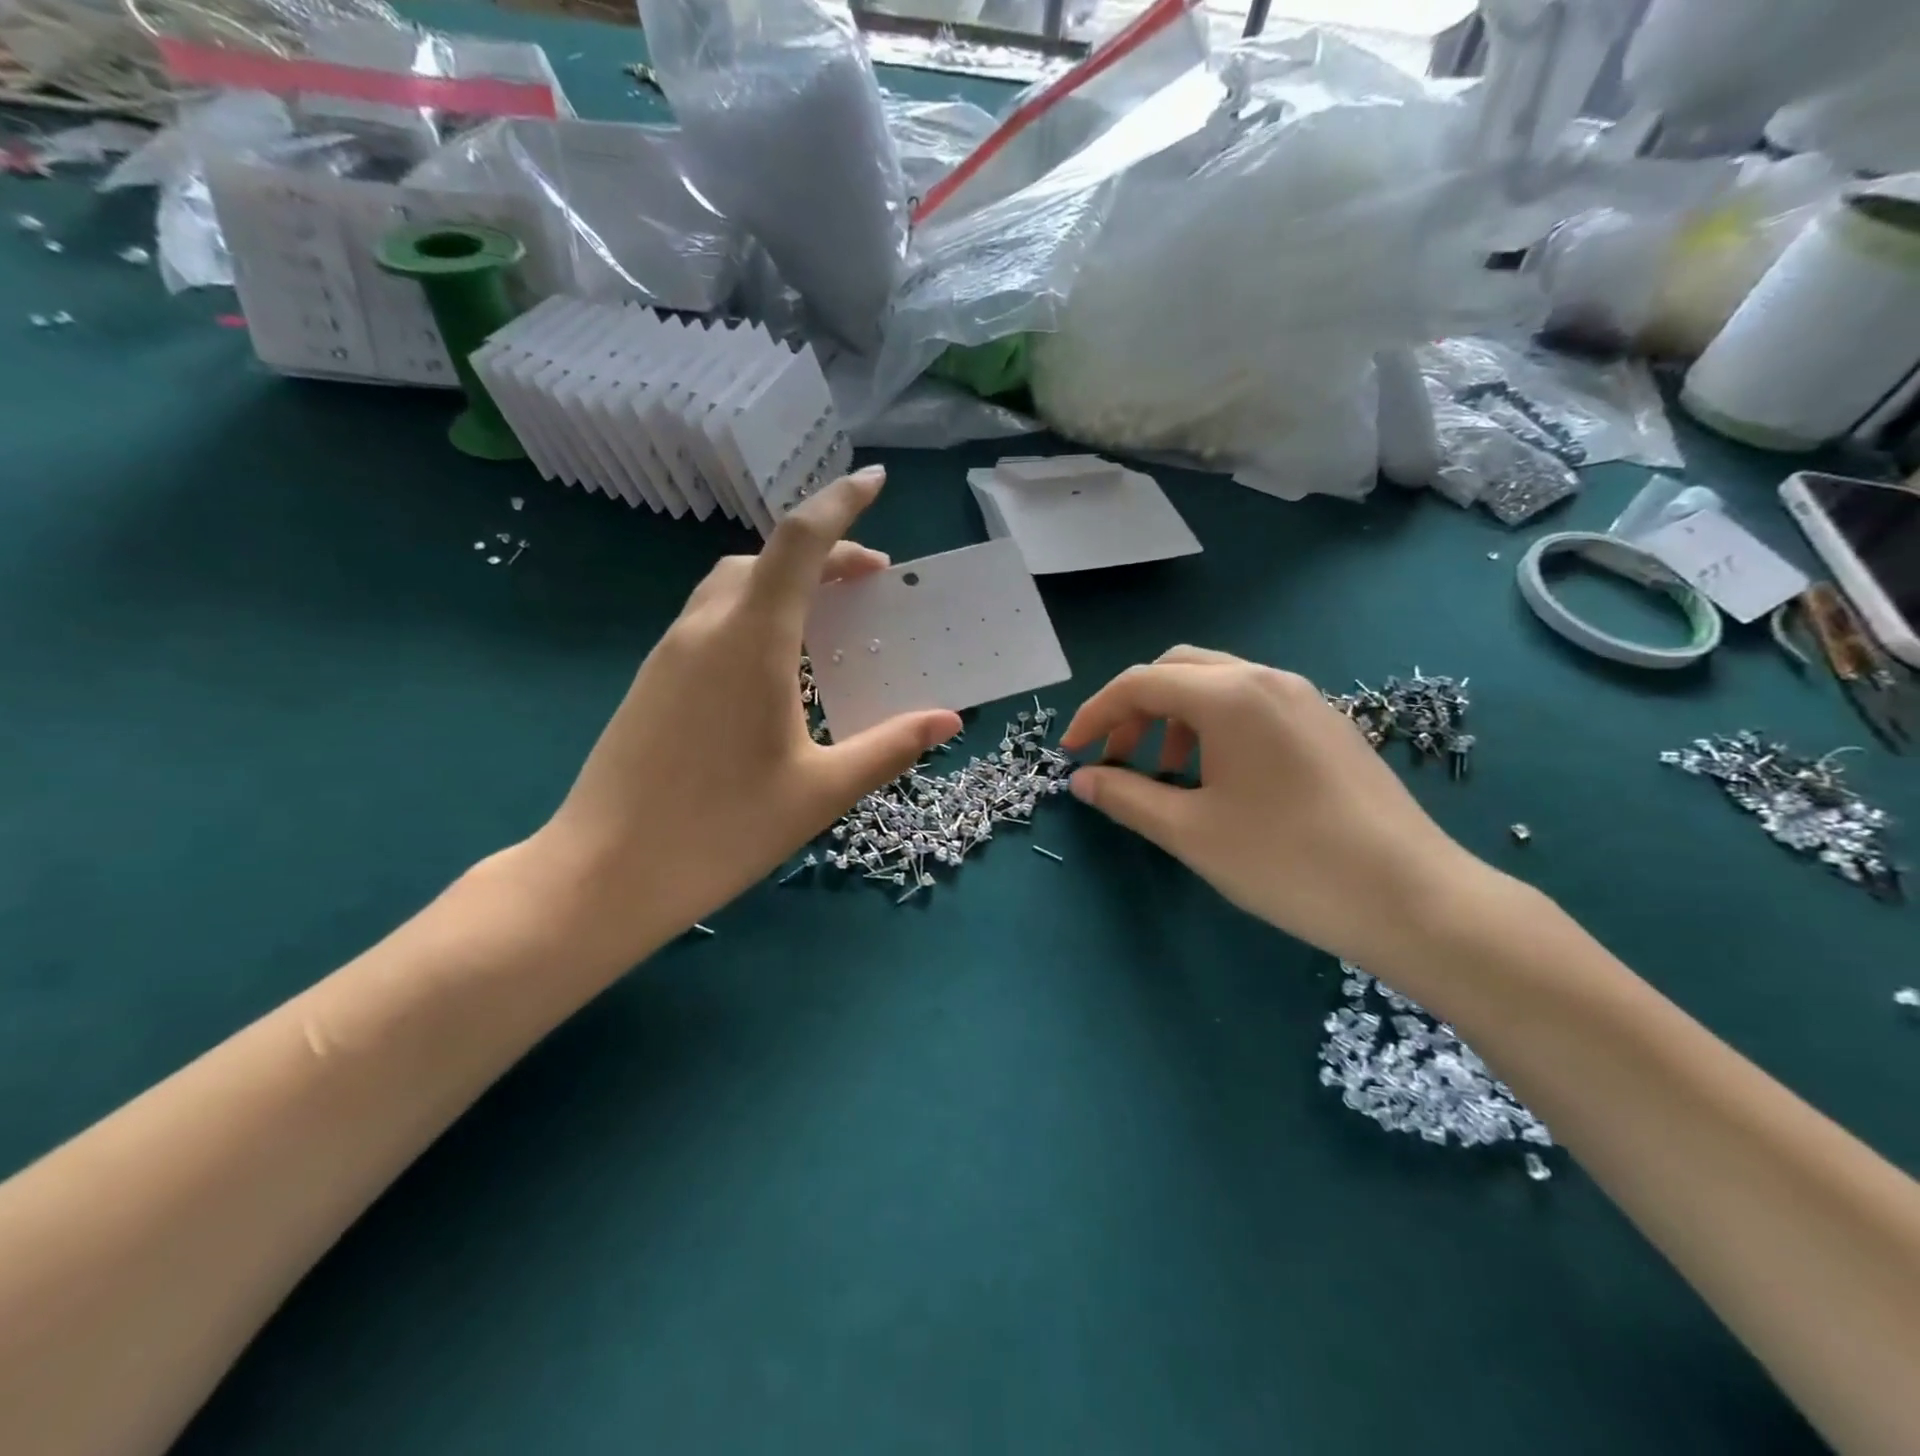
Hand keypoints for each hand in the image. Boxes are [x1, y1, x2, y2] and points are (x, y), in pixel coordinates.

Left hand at [521, 467, 960, 967]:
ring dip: (784, 584)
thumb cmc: (721, 830)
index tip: (875, 481)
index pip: (800, 543)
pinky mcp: (652, 682)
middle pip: (767, 559)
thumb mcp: (821, 791)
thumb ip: (889, 747)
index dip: (841, 505)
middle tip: (870, 585)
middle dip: (824, 556)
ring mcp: (669, 654)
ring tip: (827, 620)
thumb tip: (948, 720)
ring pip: (733, 587)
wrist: (603, 874)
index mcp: (750, 641)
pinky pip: (711, 621)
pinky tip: (774, 667)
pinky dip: (754, 614)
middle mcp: (705, 630)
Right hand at [1060, 646, 1486, 966]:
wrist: (1414, 898)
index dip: (1095, 714)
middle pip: (1178, 670)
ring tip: (1168, 774)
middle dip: (1135, 709)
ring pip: (1218, 684)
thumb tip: (1083, 779)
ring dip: (1176, 717)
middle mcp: (1267, 680)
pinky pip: (1253, 704)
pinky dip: (1216, 726)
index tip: (1072, 754)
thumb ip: (1127, 797)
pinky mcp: (1328, 724)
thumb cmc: (1288, 862)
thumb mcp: (1191, 833)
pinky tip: (1220, 778)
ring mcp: (1304, 699)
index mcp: (1230, 696)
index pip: (1139, 684)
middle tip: (1118, 758)